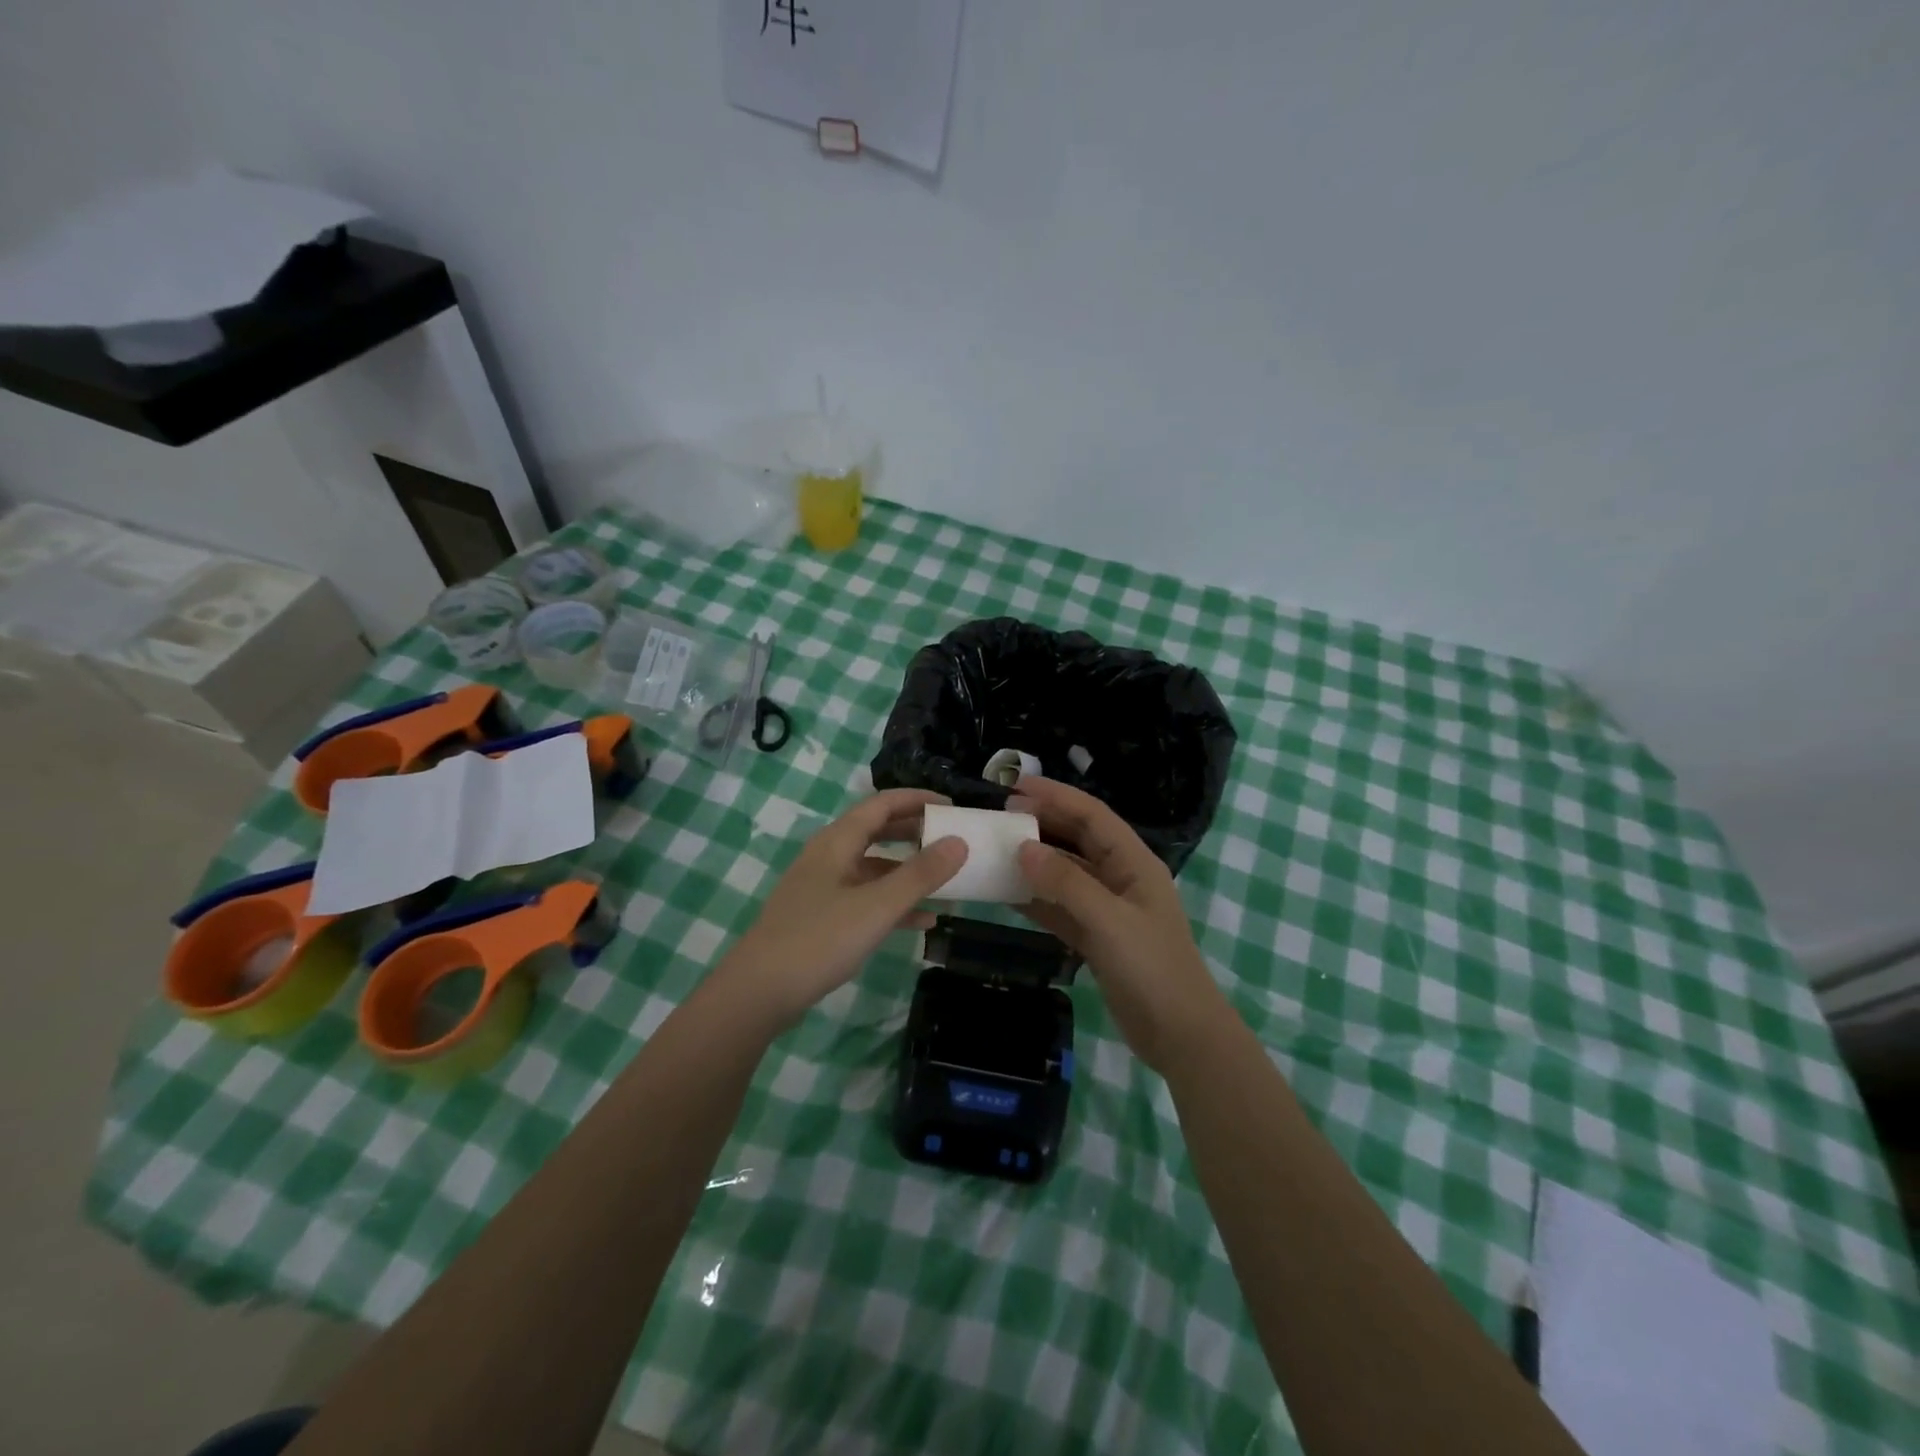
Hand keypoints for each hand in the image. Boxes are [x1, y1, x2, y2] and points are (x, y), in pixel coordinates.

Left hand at [720, 789, 967, 1028]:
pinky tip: (922, 922)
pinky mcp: (821, 918)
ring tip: (945, 882)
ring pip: (873, 868)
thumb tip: (959, 842)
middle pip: (876, 832)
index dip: (917, 800)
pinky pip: (865, 899)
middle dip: (914, 833)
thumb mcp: (877, 906)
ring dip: (908, 872)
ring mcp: (823, 888)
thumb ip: (920, 874)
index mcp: (837, 842)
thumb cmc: (819, 940)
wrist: (758, 992)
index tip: (953, 808)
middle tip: (951, 838)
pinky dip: (893, 903)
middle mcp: (828, 857)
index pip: (882, 805)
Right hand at [1011, 777, 1231, 1075]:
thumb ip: (1066, 882)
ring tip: (997, 849)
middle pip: (1078, 840)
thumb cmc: (1152, 968)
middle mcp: (1121, 878)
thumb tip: (1024, 847)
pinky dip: (1036, 899)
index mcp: (1134, 863)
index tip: (1016, 786)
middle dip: (1043, 823)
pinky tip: (1006, 894)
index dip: (1057, 796)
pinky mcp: (1096, 937)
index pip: (1092, 816)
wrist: (1179, 1035)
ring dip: (1035, 861)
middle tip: (1001, 816)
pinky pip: (1060, 908)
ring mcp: (1108, 909)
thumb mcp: (1108, 920)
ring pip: (1066, 874)